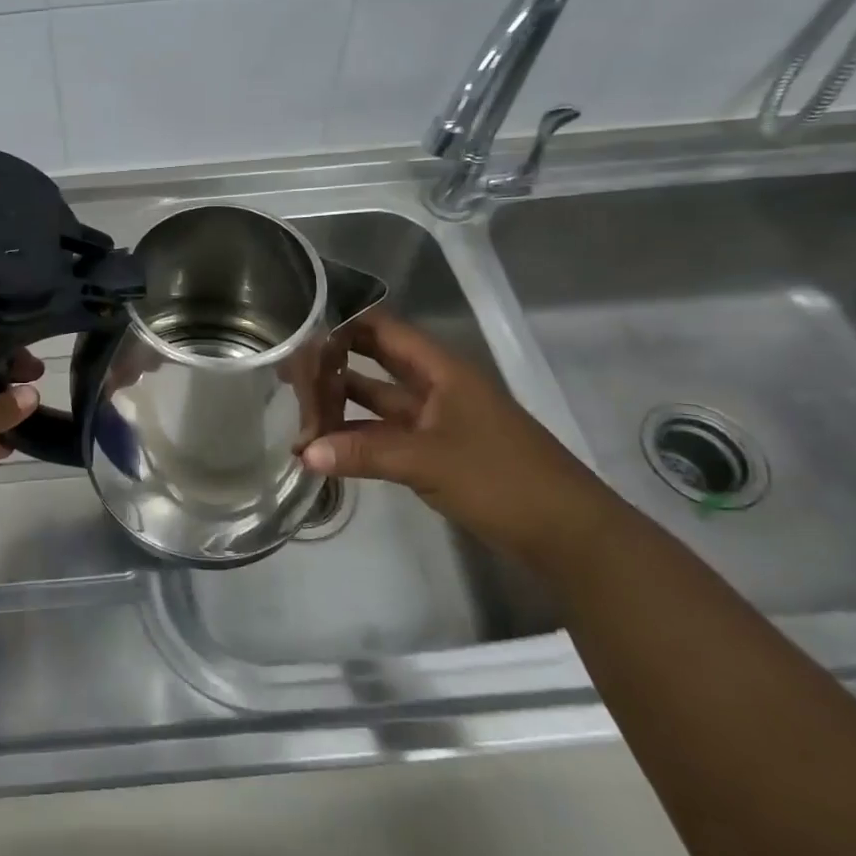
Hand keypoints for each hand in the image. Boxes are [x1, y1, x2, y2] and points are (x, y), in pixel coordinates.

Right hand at [302, 310, 610, 560]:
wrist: (568, 534)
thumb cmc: (502, 478)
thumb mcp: (429, 460)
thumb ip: (364, 452)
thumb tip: (303, 452)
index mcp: (441, 370)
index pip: (384, 329)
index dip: (344, 322)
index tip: (299, 324)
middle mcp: (436, 386)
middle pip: (376, 361)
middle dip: (334, 361)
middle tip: (287, 364)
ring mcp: (436, 420)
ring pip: (379, 400)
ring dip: (341, 404)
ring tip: (294, 406)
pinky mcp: (436, 451)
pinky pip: (386, 434)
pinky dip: (357, 438)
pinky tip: (324, 447)